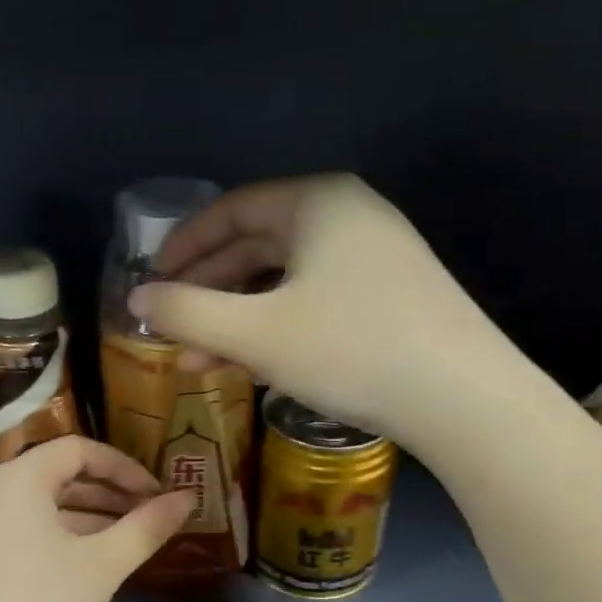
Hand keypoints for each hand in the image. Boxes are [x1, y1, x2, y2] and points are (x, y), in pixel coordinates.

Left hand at [0, 436, 194, 601]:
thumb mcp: (103, 564)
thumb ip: (147, 526)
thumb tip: (188, 498)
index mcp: (18, 479)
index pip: (78, 450)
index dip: (124, 467)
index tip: (156, 495)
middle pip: (58, 474)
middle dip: (109, 491)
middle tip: (149, 514)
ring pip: (43, 504)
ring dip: (89, 514)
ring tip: (129, 537)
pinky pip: (26, 528)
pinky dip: (63, 534)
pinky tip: (91, 560)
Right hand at [130, 175, 520, 445]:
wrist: (463, 399)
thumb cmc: (349, 349)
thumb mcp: (254, 333)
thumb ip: (186, 313)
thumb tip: (137, 299)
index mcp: (317, 203)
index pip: (231, 210)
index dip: (183, 245)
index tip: (150, 280)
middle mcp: (349, 218)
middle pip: (257, 246)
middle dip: (208, 290)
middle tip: (170, 325)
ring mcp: (377, 260)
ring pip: (285, 283)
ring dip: (237, 320)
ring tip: (199, 361)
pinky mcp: (392, 300)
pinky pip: (315, 304)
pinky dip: (277, 330)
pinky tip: (252, 367)